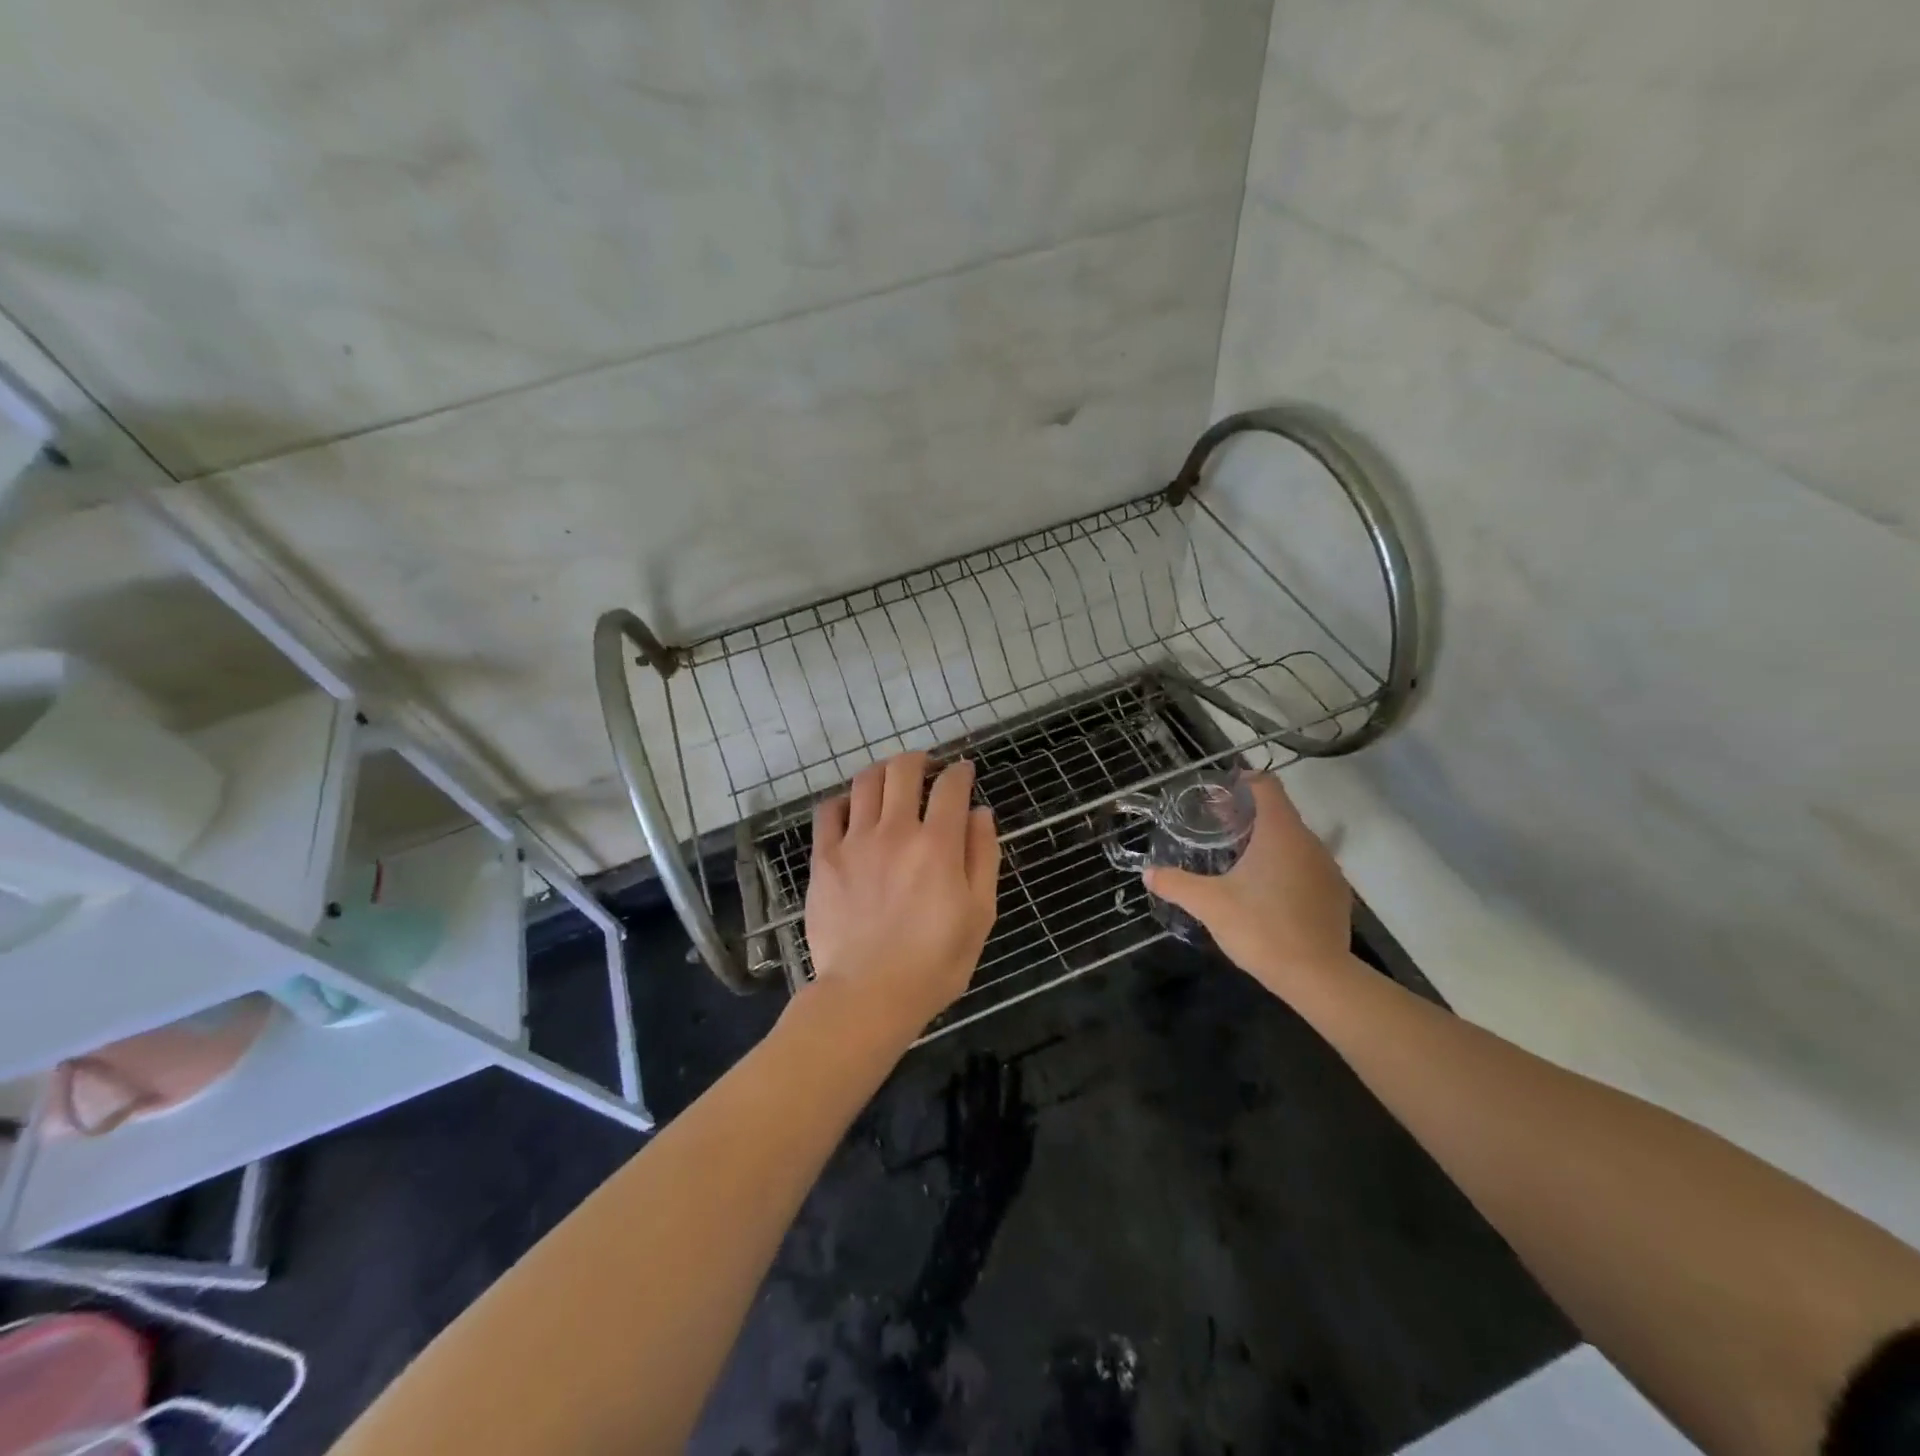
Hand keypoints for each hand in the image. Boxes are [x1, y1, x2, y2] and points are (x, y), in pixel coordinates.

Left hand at [803, 751, 999, 1038]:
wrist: (868, 995)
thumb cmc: (935, 962)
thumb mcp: (979, 914)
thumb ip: (982, 856)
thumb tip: (980, 812)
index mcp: (937, 844)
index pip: (951, 786)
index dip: (960, 771)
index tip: (963, 771)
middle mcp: (895, 831)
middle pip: (904, 769)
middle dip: (920, 760)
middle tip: (927, 769)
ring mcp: (855, 842)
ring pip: (865, 781)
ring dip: (883, 772)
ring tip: (890, 782)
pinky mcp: (824, 858)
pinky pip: (828, 811)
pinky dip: (843, 800)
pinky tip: (852, 810)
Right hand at [1144, 773, 1349, 995]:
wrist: (1318, 977)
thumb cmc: (1261, 927)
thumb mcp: (1209, 904)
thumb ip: (1176, 884)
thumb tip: (1148, 873)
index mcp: (1280, 833)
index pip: (1266, 786)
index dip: (1243, 782)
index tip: (1219, 792)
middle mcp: (1309, 843)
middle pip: (1279, 813)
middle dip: (1248, 815)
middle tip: (1217, 827)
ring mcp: (1327, 870)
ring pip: (1294, 841)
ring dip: (1267, 842)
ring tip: (1238, 859)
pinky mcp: (1335, 895)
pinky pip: (1306, 867)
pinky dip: (1285, 867)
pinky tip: (1265, 891)